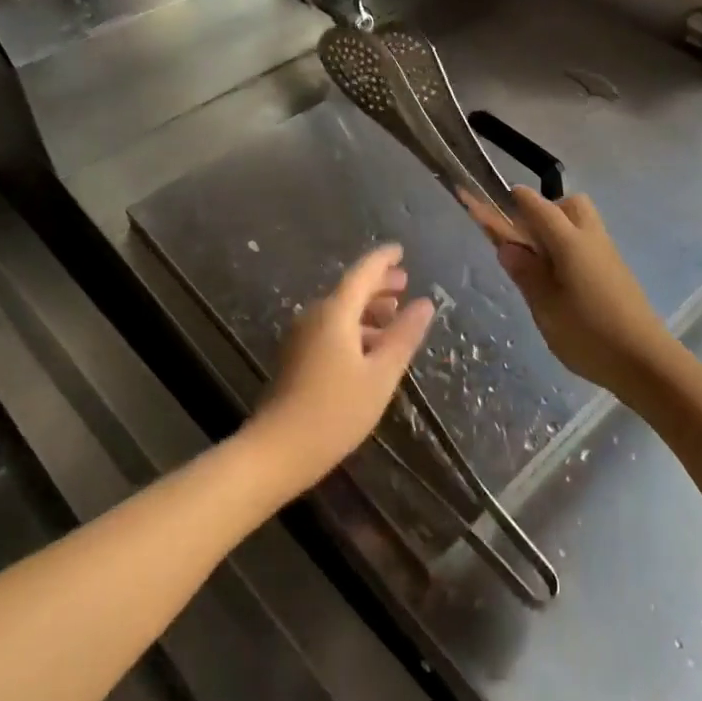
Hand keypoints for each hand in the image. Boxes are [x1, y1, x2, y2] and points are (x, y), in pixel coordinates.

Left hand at [251, 245, 434, 489]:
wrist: (277, 450)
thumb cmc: (335, 411)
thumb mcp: (380, 375)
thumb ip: (403, 336)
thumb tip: (425, 303)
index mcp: (335, 312)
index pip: (362, 273)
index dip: (383, 260)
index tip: (400, 250)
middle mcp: (314, 315)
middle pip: (349, 290)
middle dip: (378, 285)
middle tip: (404, 283)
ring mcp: (301, 336)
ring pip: (339, 310)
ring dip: (367, 309)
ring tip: (393, 316)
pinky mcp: (295, 356)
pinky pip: (329, 328)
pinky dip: (353, 327)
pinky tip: (369, 347)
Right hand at [466, 187, 671, 393]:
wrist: (646, 363)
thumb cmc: (589, 335)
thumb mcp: (546, 308)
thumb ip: (526, 273)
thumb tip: (507, 246)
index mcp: (570, 242)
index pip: (540, 207)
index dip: (519, 199)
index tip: (501, 196)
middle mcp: (591, 239)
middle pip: (570, 205)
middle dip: (546, 210)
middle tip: (527, 239)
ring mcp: (609, 255)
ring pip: (583, 223)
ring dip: (560, 229)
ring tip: (541, 264)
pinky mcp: (617, 272)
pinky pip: (590, 244)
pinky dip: (572, 247)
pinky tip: (562, 280)